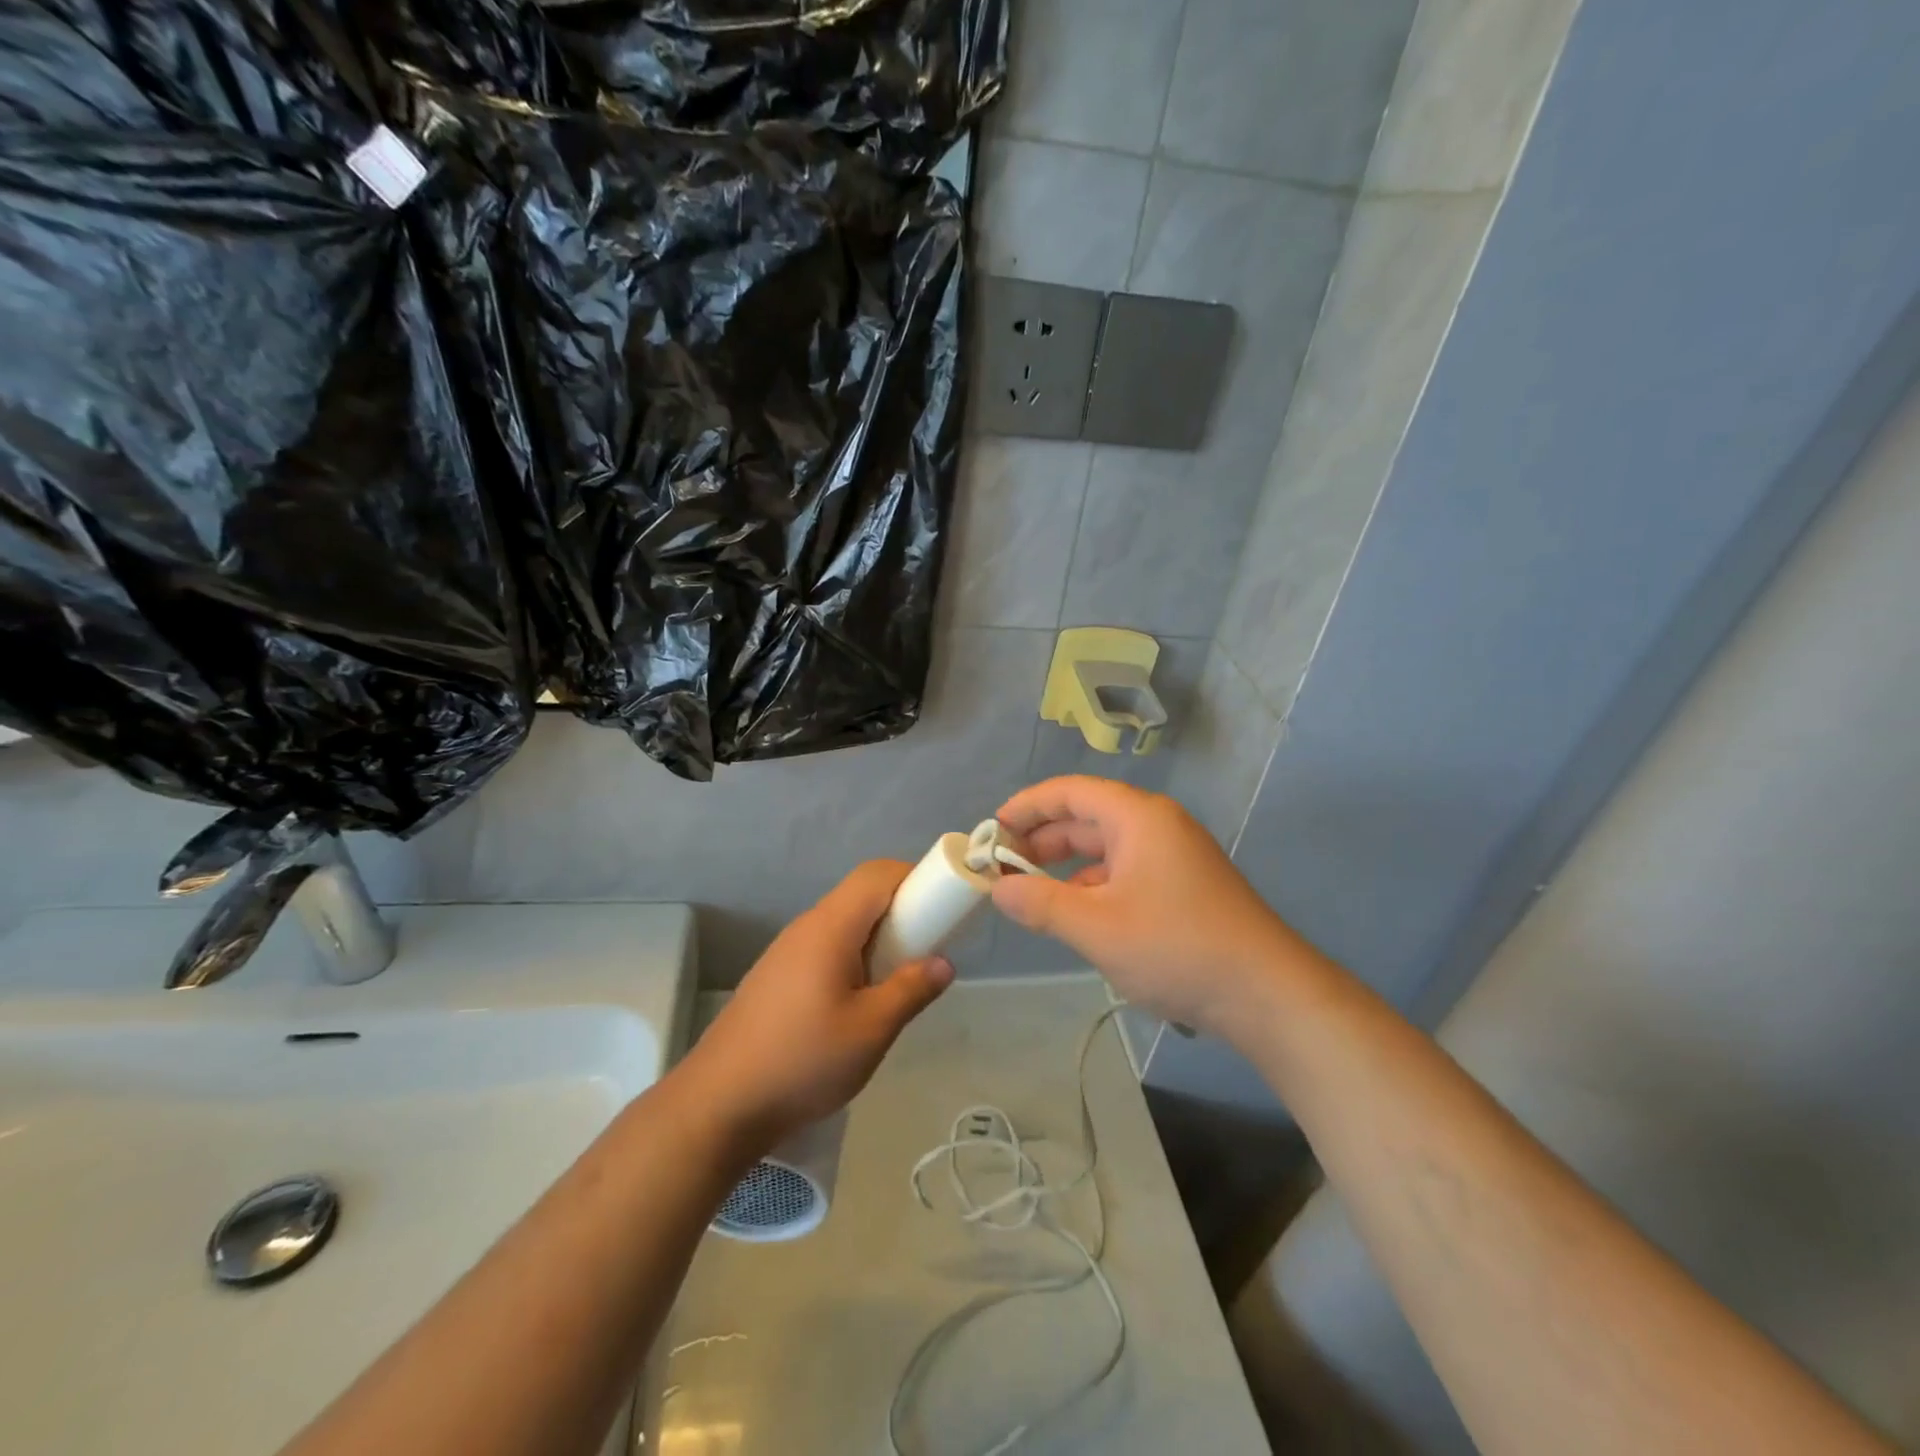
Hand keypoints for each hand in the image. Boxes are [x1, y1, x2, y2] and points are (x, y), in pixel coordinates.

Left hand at [679, 860, 954, 1150]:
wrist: (719, 1104)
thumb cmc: (803, 1061)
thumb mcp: (871, 1030)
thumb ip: (911, 990)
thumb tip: (944, 962)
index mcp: (830, 927)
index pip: (876, 874)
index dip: (914, 876)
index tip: (943, 905)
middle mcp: (806, 927)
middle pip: (861, 895)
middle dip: (901, 910)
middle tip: (928, 948)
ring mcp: (786, 951)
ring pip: (843, 923)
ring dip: (878, 938)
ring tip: (897, 981)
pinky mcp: (776, 976)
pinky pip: (825, 947)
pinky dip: (854, 956)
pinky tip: (858, 1002)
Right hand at [990, 776, 1315, 1037]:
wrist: (1266, 994)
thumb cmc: (1176, 948)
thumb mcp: (1096, 927)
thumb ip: (1040, 904)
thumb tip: (999, 888)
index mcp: (1137, 817)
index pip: (1069, 792)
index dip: (1025, 806)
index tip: (991, 831)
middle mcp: (1156, 825)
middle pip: (1086, 817)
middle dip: (1041, 839)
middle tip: (1001, 867)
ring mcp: (1173, 855)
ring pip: (1105, 848)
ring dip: (1065, 866)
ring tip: (1030, 894)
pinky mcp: (1183, 885)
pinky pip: (1125, 871)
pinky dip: (1093, 885)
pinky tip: (1076, 915)